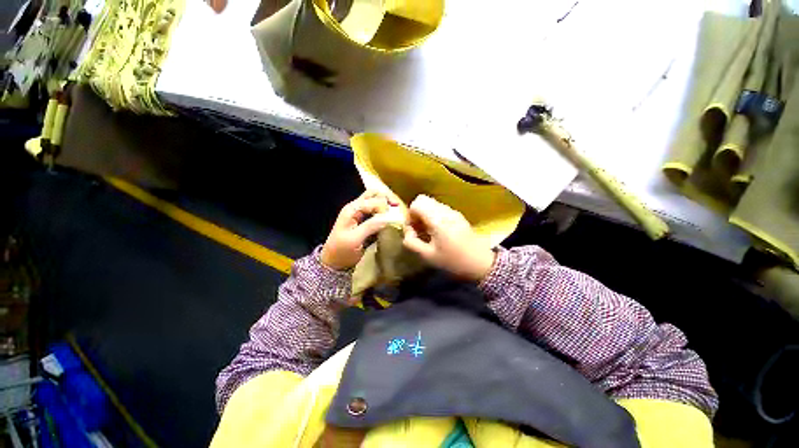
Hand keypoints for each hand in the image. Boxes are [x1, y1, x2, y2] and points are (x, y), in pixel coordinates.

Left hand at [321, 191, 399, 270]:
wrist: (334, 262)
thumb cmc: (342, 251)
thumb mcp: (355, 239)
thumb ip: (370, 226)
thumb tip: (388, 218)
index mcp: (352, 209)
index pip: (372, 200)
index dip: (383, 207)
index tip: (390, 219)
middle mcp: (356, 208)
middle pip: (373, 194)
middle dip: (386, 198)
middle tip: (396, 207)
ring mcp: (360, 214)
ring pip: (375, 201)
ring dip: (385, 204)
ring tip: (395, 211)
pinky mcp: (364, 222)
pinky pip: (376, 212)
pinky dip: (384, 213)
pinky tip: (390, 218)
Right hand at [402, 195, 495, 281]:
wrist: (480, 263)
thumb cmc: (452, 261)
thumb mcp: (428, 256)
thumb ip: (411, 242)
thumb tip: (407, 231)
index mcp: (437, 219)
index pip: (417, 203)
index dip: (410, 214)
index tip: (413, 228)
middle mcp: (445, 211)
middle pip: (424, 200)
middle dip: (417, 212)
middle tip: (418, 229)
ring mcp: (453, 211)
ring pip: (432, 204)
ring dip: (426, 214)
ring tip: (428, 231)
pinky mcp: (458, 215)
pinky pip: (440, 209)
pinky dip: (434, 216)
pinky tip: (438, 231)